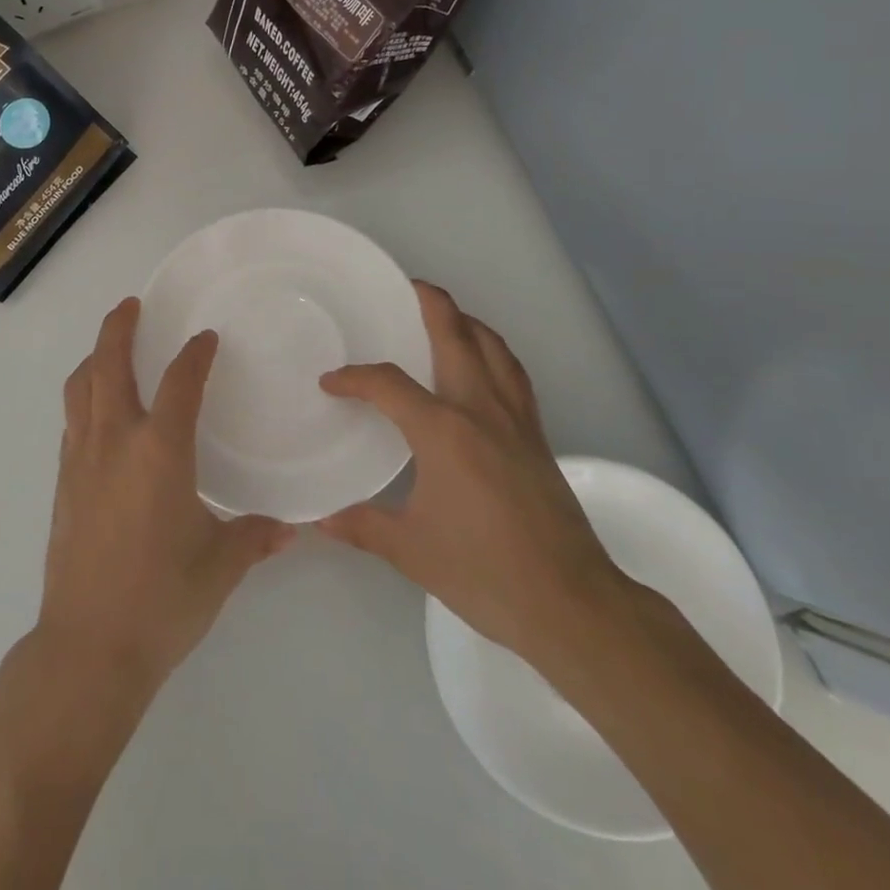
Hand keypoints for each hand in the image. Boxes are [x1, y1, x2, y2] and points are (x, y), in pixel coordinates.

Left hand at [38, 298, 293, 693]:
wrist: (88, 648)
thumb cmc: (161, 600)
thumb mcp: (219, 567)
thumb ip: (255, 537)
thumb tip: (290, 527)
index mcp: (159, 450)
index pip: (180, 381)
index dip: (195, 354)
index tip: (205, 339)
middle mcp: (115, 441)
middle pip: (108, 365)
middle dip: (118, 328)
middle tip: (131, 306)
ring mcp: (81, 459)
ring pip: (80, 388)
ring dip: (93, 359)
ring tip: (109, 349)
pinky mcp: (63, 483)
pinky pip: (72, 421)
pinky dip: (84, 398)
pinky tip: (99, 413)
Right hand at [317, 282, 630, 672]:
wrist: (570, 602)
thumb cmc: (483, 572)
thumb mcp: (411, 550)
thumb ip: (362, 525)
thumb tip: (319, 518)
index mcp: (443, 430)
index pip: (388, 384)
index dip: (354, 378)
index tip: (331, 383)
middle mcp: (480, 409)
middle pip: (456, 335)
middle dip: (431, 303)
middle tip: (407, 287)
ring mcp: (515, 419)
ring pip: (493, 347)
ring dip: (467, 322)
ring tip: (445, 316)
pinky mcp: (537, 436)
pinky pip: (513, 374)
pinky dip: (494, 353)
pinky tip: (483, 366)